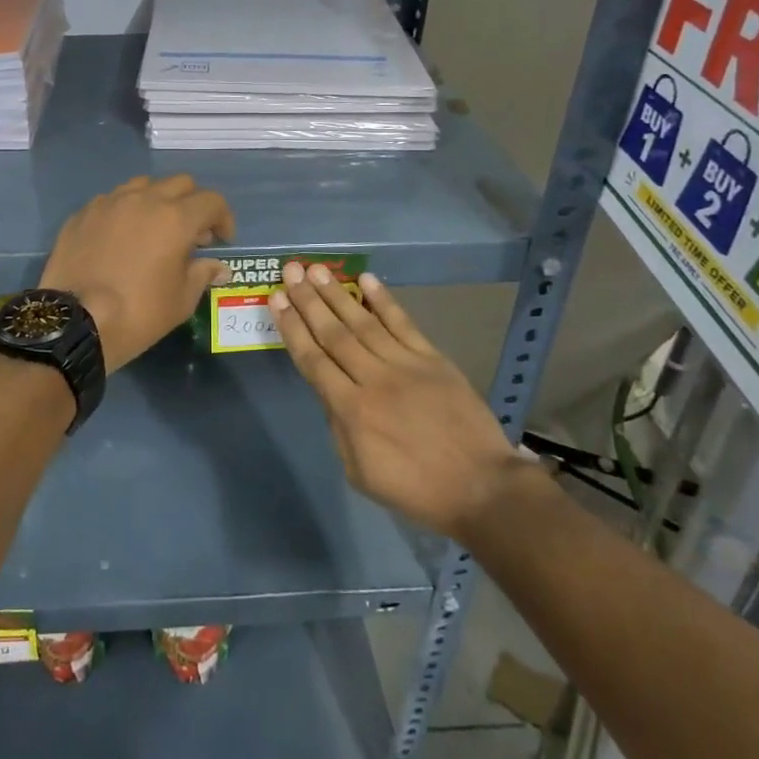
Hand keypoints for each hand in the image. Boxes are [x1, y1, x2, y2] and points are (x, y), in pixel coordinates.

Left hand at [41, 175, 234, 371]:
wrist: (74, 323)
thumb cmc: (137, 314)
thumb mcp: (180, 302)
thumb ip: (202, 275)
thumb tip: (217, 266)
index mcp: (175, 218)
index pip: (211, 201)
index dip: (223, 218)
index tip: (221, 240)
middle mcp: (144, 200)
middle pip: (180, 184)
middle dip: (193, 204)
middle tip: (192, 235)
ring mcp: (109, 203)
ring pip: (143, 185)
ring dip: (158, 201)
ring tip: (155, 230)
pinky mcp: (83, 213)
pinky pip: (112, 200)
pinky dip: (126, 211)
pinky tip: (121, 238)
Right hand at [272, 263, 527, 539]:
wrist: (482, 488)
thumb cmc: (416, 489)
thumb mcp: (360, 473)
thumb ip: (338, 428)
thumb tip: (328, 392)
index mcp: (352, 411)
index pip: (313, 360)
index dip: (293, 328)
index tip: (277, 300)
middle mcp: (373, 379)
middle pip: (334, 333)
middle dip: (308, 300)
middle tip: (290, 271)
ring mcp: (405, 364)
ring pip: (363, 322)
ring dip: (337, 294)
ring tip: (316, 269)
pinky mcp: (433, 359)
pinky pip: (403, 323)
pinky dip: (384, 301)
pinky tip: (366, 279)